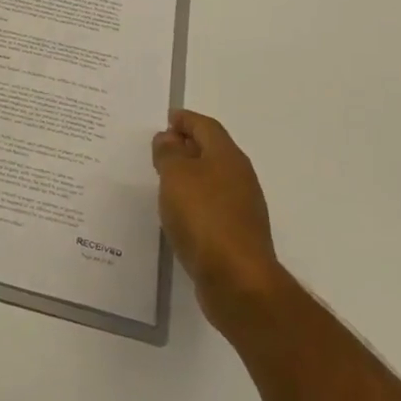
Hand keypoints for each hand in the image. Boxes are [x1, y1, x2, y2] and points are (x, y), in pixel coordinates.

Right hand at [154, 110, 284, 335]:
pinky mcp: (237, 235)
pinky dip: (194, 201)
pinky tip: (177, 213)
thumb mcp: (176, 175)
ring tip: (162, 180)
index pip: (205, 126)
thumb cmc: (204, 217)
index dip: (184, 119)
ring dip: (189, 176)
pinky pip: (212, 206)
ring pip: (212, 179)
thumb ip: (169, 152)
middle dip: (186, 146)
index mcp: (227, 156)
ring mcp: (242, 208)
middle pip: (211, 150)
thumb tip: (168, 139)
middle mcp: (239, 177)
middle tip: (158, 148)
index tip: (164, 120)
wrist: (237, 281)